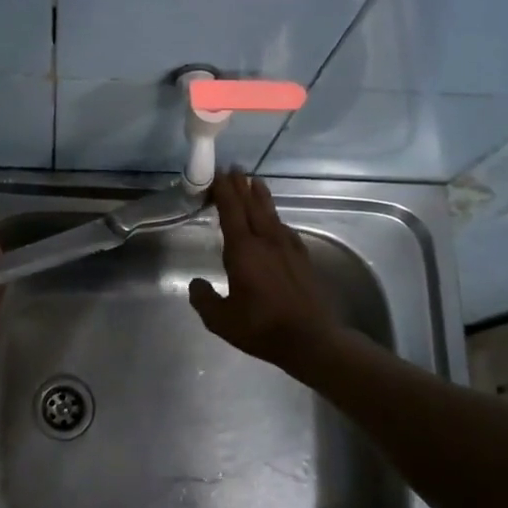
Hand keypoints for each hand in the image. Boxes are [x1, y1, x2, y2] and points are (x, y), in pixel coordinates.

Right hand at [189, 171, 340, 374]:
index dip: (224, 190)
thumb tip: (196, 284)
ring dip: (260, 196)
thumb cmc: (261, 327)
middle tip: (233, 168)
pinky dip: (275, 218)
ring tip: (254, 182)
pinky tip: (275, 222)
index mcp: (243, 250)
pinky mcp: (302, 258)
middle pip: (252, 205)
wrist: (311, 339)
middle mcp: (266, 241)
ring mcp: (288, 248)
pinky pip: (284, 229)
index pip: (231, 211)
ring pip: (271, 213)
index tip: (217, 173)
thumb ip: (204, 299)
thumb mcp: (221, 320)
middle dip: (241, 185)